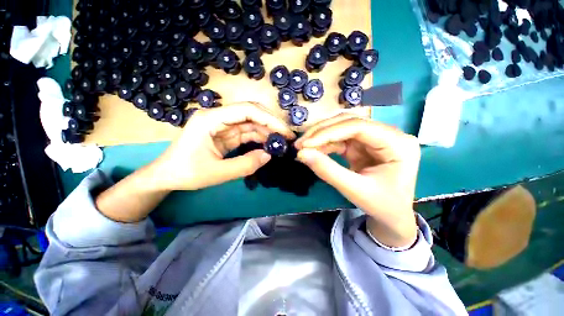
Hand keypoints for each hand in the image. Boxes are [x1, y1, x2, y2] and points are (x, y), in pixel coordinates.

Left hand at [152, 102, 294, 190]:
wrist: (166, 175)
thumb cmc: (186, 173)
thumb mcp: (217, 173)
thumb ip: (245, 165)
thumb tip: (268, 155)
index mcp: (211, 119)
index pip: (247, 110)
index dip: (269, 119)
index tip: (284, 132)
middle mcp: (218, 117)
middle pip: (251, 113)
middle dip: (271, 124)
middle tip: (287, 137)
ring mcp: (222, 125)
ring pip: (251, 123)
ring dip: (267, 132)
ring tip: (281, 143)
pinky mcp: (225, 134)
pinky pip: (246, 133)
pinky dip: (259, 138)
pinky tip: (268, 145)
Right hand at [295, 114, 419, 247]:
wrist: (392, 216)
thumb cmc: (381, 205)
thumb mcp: (355, 190)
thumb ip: (328, 171)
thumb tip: (301, 154)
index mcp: (398, 144)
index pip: (359, 127)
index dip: (329, 132)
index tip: (306, 144)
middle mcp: (388, 134)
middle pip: (349, 122)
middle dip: (322, 132)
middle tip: (300, 143)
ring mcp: (374, 138)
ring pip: (342, 127)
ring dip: (320, 136)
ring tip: (303, 146)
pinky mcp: (363, 145)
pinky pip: (340, 139)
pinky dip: (324, 144)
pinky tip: (313, 150)